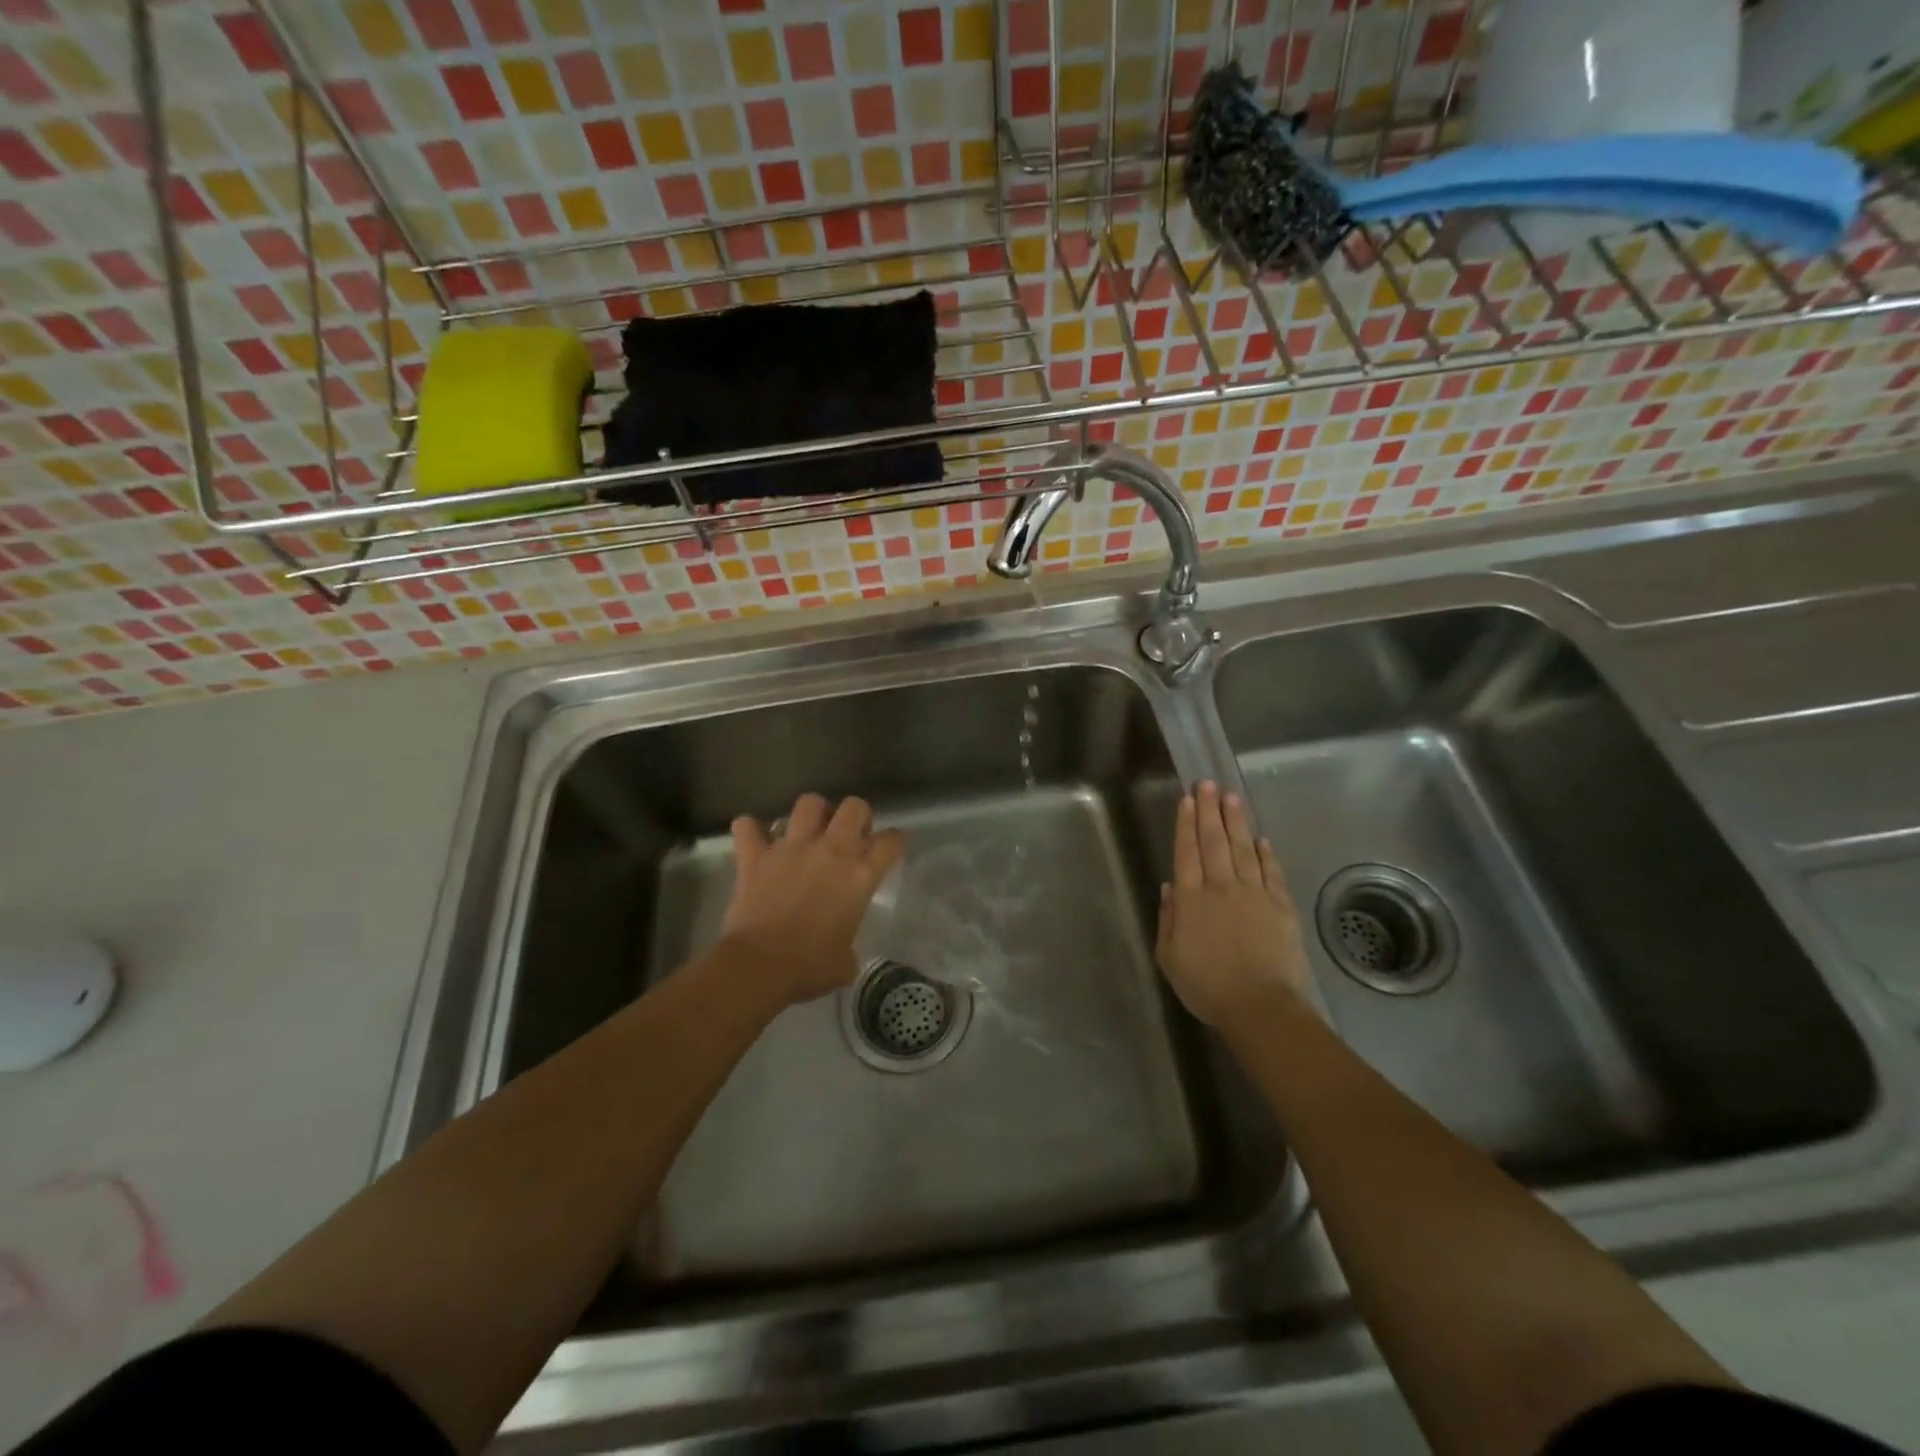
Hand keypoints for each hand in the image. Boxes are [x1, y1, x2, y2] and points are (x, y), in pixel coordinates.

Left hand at [719, 793, 905, 1009]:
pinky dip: (750, 830)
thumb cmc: (809, 968)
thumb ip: (848, 945)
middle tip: (850, 834)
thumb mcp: (845, 962)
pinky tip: (754, 839)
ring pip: (808, 803)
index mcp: (859, 877)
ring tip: (809, 829)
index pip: (890, 843)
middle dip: (857, 815)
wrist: (759, 967)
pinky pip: (748, 827)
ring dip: (812, 813)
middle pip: (854, 808)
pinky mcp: (755, 856)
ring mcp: (791, 849)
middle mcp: (830, 852)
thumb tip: (841, 951)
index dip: (896, 840)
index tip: (893, 843)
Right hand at [1155, 781, 1314, 1026]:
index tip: (1187, 799)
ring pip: (1242, 849)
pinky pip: (1271, 872)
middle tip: (1207, 783)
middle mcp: (1221, 888)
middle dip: (1209, 810)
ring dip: (1236, 821)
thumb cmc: (1206, 986)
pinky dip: (1265, 853)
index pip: (1186, 852)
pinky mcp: (1280, 906)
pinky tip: (1260, 838)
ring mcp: (1254, 894)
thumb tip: (1171, 887)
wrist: (1260, 1006)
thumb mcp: (1169, 957)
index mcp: (1191, 899)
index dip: (1186, 823)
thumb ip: (1168, 919)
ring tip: (1232, 797)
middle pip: (1213, 842)